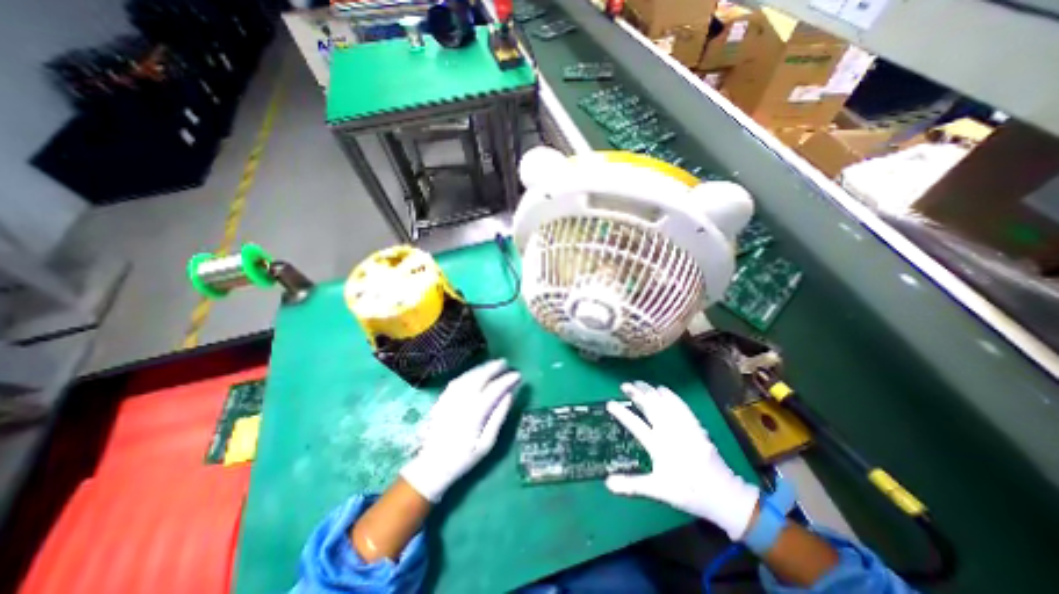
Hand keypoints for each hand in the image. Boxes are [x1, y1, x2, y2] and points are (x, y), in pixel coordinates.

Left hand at [400, 358, 520, 500]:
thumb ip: (498, 417)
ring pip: (467, 376)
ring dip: (481, 368)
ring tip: (493, 364)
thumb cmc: (463, 458)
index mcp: (474, 414)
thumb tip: (509, 396)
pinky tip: (475, 373)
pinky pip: (456, 381)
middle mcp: (461, 402)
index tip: (518, 375)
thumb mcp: (486, 444)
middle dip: (494, 368)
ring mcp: (449, 399)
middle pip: (479, 378)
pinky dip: (468, 373)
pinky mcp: (441, 400)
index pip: (494, 390)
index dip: (507, 380)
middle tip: (506, 363)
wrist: (432, 466)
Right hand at [605, 383, 760, 540]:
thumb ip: (632, 485)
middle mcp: (669, 432)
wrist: (723, 494)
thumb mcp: (658, 491)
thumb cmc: (688, 492)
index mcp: (658, 446)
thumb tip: (607, 483)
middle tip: (624, 385)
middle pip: (650, 406)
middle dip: (636, 393)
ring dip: (650, 390)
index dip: (621, 413)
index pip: (635, 424)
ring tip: (639, 383)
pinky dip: (670, 395)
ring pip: (664, 402)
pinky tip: (663, 389)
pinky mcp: (694, 425)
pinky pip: (680, 404)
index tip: (609, 403)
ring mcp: (683, 426)